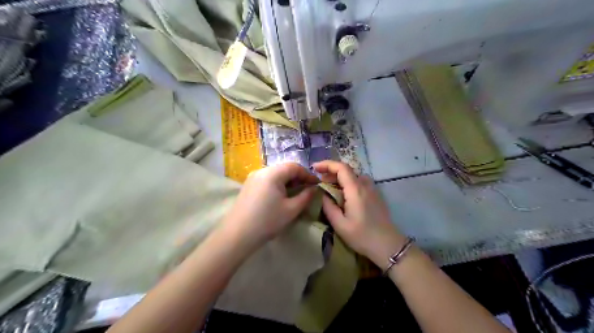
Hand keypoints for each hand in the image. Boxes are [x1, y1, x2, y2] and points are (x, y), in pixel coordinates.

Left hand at [220, 161, 317, 249]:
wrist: (237, 235)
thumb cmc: (267, 221)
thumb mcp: (291, 210)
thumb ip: (306, 196)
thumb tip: (314, 188)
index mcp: (272, 173)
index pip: (294, 166)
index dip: (308, 175)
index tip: (317, 184)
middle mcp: (261, 171)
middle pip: (284, 168)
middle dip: (298, 177)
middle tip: (308, 189)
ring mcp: (253, 178)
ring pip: (276, 174)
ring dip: (288, 181)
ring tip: (296, 193)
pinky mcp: (248, 186)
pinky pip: (267, 179)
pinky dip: (278, 184)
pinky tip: (281, 196)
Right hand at [313, 160, 405, 268]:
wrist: (388, 245)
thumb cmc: (362, 236)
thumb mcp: (340, 224)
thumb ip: (328, 206)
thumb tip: (321, 194)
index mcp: (355, 190)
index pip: (341, 167)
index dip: (327, 164)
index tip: (314, 168)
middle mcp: (365, 185)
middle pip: (347, 170)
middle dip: (331, 171)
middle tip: (319, 181)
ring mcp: (372, 189)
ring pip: (354, 175)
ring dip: (340, 177)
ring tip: (329, 187)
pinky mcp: (375, 195)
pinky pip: (360, 182)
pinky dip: (348, 183)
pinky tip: (343, 194)